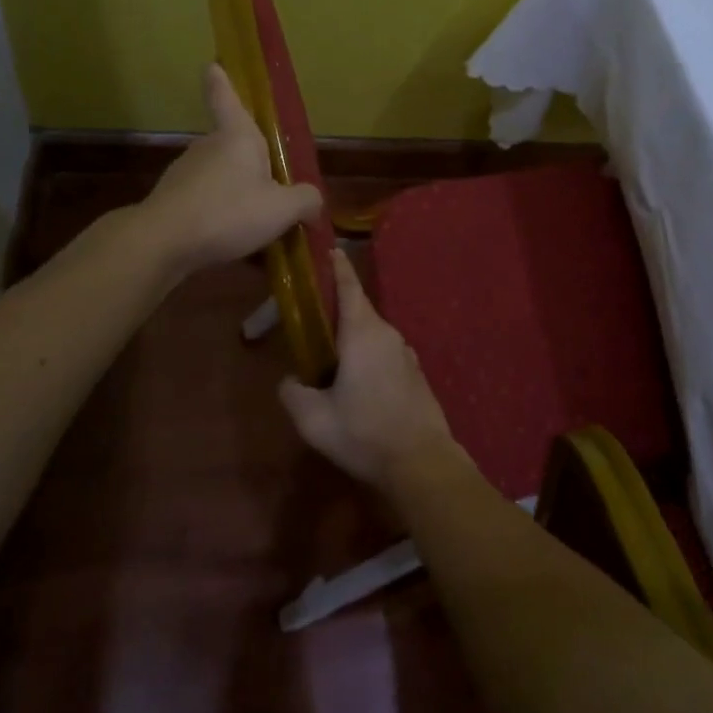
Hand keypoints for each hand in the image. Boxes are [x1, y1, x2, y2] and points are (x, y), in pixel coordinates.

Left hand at [141, 64, 323, 277]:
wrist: (163, 243)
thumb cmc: (228, 212)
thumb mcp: (282, 209)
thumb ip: (305, 201)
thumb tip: (313, 201)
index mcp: (237, 137)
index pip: (226, 98)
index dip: (221, 81)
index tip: (212, 65)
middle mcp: (208, 147)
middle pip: (230, 145)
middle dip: (249, 161)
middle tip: (272, 186)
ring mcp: (185, 173)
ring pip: (218, 176)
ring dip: (234, 192)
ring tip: (255, 223)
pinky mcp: (172, 201)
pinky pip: (204, 202)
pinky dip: (218, 215)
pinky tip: (231, 240)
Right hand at [278, 250, 457, 492]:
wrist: (422, 462)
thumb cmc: (364, 433)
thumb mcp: (314, 419)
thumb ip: (294, 393)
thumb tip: (290, 380)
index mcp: (363, 333)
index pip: (350, 288)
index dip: (339, 268)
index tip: (332, 249)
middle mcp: (388, 335)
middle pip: (360, 311)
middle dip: (339, 311)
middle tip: (315, 321)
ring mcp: (406, 354)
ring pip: (373, 335)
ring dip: (354, 339)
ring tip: (333, 359)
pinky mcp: (416, 374)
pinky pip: (386, 354)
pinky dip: (370, 358)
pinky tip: (359, 384)